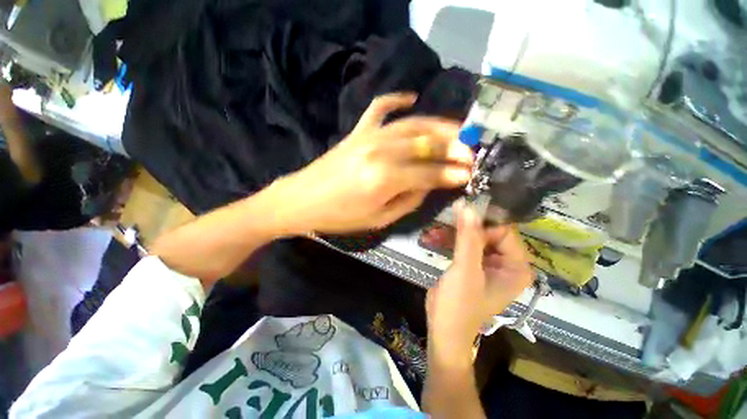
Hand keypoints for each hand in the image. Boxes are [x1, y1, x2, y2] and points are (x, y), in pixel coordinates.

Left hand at [274, 93, 473, 234]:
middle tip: (471, 149)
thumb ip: (409, 200)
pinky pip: (379, 108)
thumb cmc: (340, 216)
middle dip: (453, 146)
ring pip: (411, 124)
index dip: (452, 173)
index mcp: (385, 179)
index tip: (470, 172)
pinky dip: (396, 99)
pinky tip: (411, 97)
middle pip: (425, 143)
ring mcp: (368, 137)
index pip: (429, 173)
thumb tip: (429, 185)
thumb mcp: (379, 219)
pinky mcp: (357, 132)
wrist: (302, 200)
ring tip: (456, 129)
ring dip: (437, 125)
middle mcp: (380, 151)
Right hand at [426, 201, 533, 368]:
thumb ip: (468, 237)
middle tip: (442, 220)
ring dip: (450, 233)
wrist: (443, 330)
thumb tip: (468, 206)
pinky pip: (463, 245)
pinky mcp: (472, 264)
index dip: (482, 221)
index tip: (459, 211)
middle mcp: (506, 263)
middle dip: (462, 227)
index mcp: (516, 266)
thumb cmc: (459, 304)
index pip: (503, 230)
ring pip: (472, 237)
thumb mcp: (465, 270)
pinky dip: (447, 241)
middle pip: (486, 232)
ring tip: (431, 233)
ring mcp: (488, 263)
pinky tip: (430, 238)